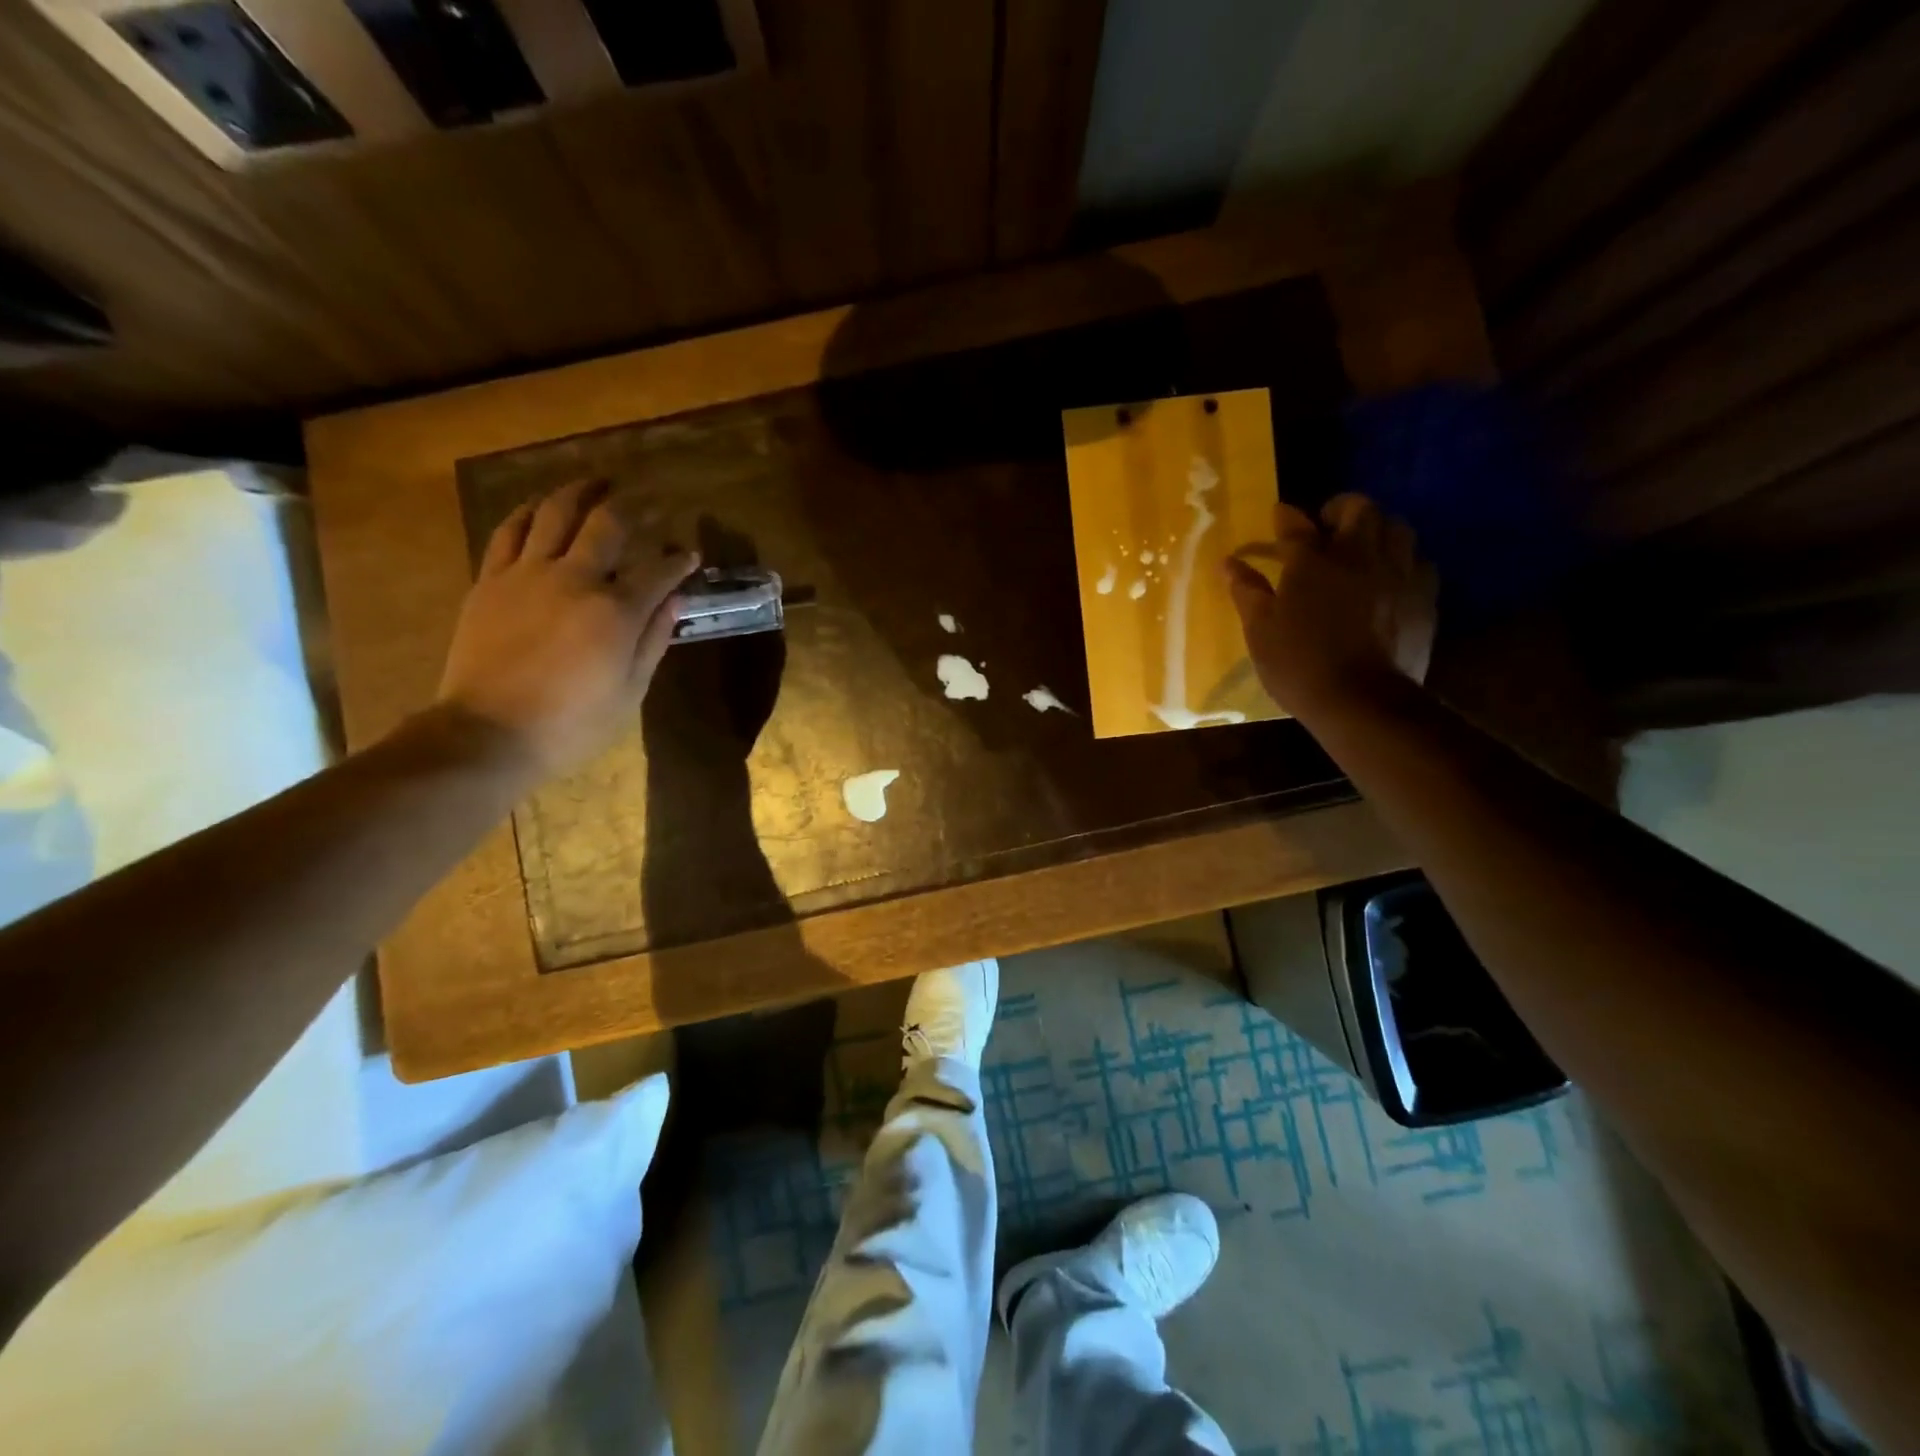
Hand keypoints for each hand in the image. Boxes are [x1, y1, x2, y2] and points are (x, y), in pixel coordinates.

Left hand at [436, 480, 696, 776]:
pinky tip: (539, 506)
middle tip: (647, 501)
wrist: (489, 734)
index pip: (658, 570)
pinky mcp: (490, 581)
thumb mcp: (630, 691)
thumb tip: (675, 599)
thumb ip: (654, 639)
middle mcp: (574, 579)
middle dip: (633, 508)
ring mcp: (526, 575)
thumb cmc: (573, 723)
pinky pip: (509, 531)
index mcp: (615, 612)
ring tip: (595, 482)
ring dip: (579, 492)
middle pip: (607, 524)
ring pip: (554, 513)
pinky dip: (528, 512)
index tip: (690, 554)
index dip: (679, 559)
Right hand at [1223, 494, 1436, 720]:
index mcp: (1312, 562)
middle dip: (1341, 508)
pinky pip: (1419, 562)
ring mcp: (1397, 573)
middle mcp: (1358, 555)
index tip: (1279, 514)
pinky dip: (1402, 561)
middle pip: (1359, 509)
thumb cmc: (1299, 665)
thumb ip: (1247, 591)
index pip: (1296, 525)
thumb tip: (1228, 563)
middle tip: (1327, 524)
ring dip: (1377, 529)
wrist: (1361, 700)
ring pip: (1396, 527)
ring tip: (1363, 547)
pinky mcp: (1424, 596)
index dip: (1285, 516)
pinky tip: (1391, 578)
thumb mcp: (1260, 630)